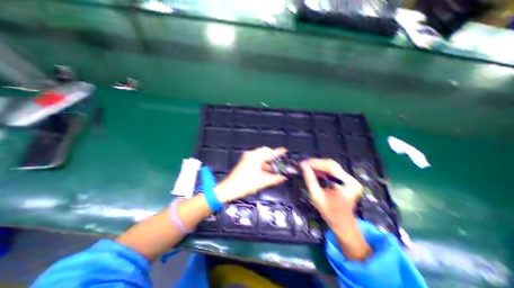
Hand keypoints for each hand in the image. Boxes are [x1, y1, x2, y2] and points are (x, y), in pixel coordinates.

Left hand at [214, 147, 288, 202]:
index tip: (285, 150)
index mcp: (256, 157)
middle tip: (279, 162)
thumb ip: (274, 178)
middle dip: (272, 157)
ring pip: (260, 156)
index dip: (278, 152)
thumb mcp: (262, 181)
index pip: (270, 152)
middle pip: (264, 152)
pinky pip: (256, 159)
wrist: (229, 188)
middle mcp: (251, 154)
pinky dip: (262, 164)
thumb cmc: (246, 184)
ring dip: (267, 161)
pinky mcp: (244, 162)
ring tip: (275, 169)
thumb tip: (284, 177)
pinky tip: (266, 171)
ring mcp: (247, 157)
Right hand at [303, 158, 368, 259]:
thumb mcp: (317, 197)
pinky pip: (333, 171)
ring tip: (307, 167)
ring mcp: (350, 179)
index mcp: (349, 184)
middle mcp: (352, 179)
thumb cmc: (330, 213)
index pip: (331, 167)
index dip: (316, 163)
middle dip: (317, 163)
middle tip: (304, 164)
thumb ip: (310, 180)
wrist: (343, 224)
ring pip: (332, 166)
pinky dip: (322, 170)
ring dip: (318, 166)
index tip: (304, 162)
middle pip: (332, 165)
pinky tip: (314, 171)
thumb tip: (303, 166)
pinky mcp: (347, 180)